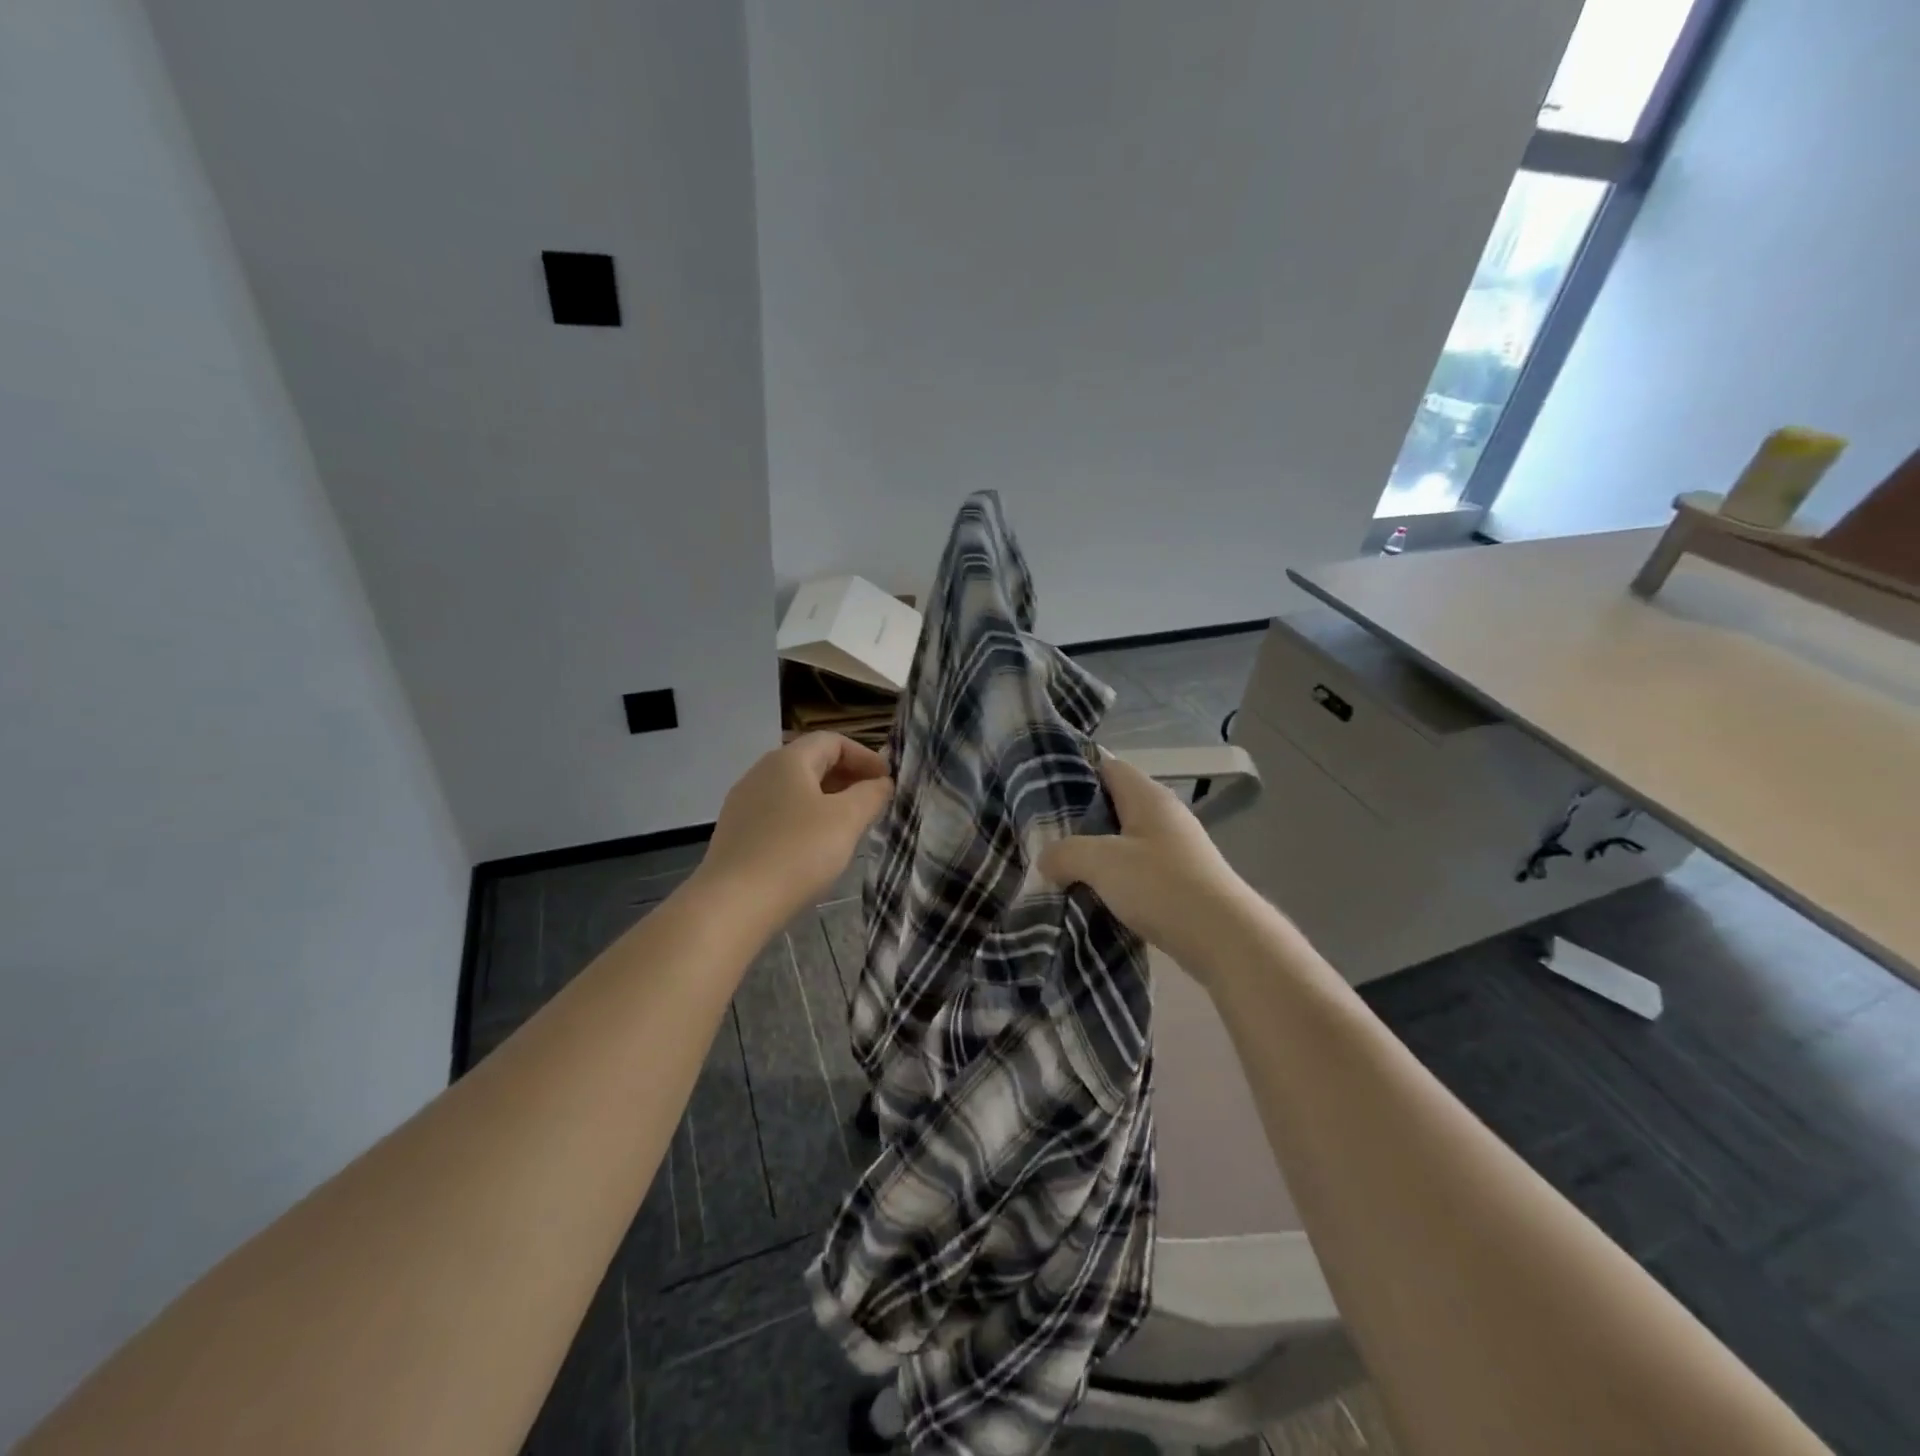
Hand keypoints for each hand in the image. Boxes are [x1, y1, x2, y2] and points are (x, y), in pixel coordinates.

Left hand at [695, 733, 893, 924]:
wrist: (732, 904)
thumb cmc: (797, 852)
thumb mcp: (846, 820)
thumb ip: (871, 795)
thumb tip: (882, 782)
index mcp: (787, 760)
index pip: (832, 741)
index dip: (865, 756)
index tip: (888, 781)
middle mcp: (761, 773)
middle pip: (812, 762)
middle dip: (848, 778)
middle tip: (874, 802)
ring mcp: (744, 804)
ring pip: (795, 791)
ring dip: (828, 800)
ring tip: (850, 826)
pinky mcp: (737, 834)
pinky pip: (779, 814)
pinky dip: (805, 820)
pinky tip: (816, 848)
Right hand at [1038, 754, 1263, 971]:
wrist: (1223, 938)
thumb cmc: (1161, 885)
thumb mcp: (1101, 862)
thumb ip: (1064, 853)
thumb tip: (1046, 860)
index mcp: (1148, 797)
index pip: (1108, 766)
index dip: (1076, 771)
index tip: (1043, 788)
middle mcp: (1164, 816)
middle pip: (1114, 805)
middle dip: (1079, 819)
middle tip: (1043, 833)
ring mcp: (1175, 849)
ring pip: (1123, 841)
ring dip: (1095, 853)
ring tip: (1060, 866)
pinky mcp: (1180, 881)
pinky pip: (1136, 870)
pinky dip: (1113, 878)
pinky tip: (1092, 894)